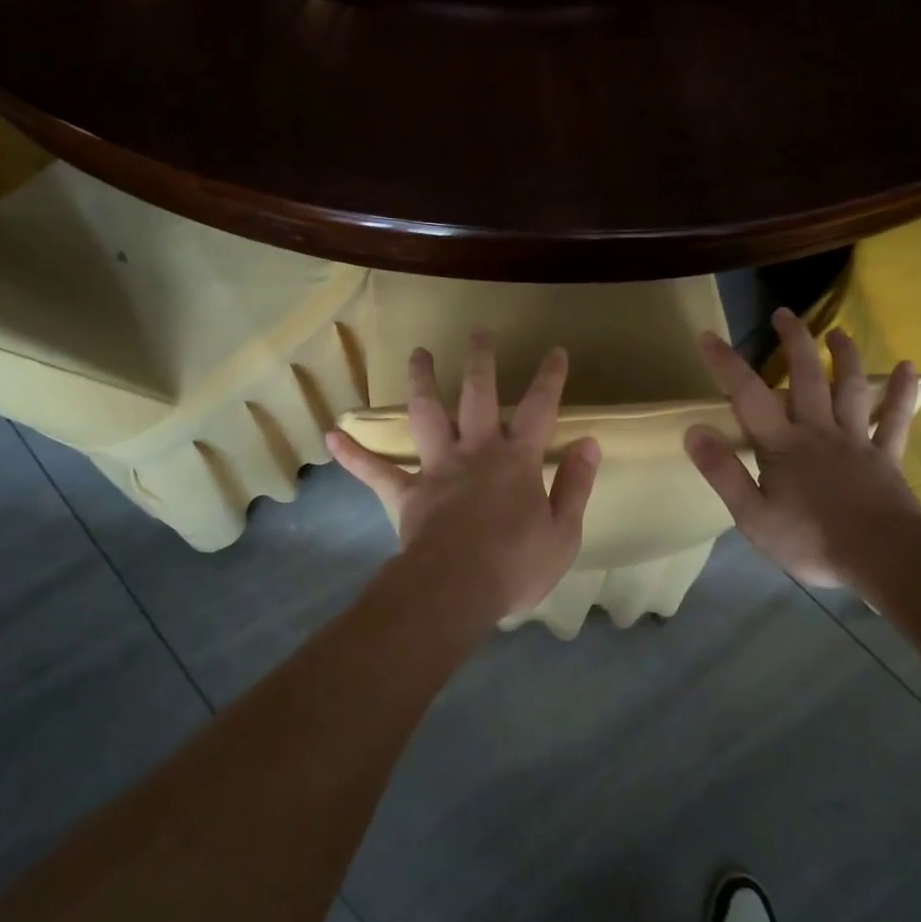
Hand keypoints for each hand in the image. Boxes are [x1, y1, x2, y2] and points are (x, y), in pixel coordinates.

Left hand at [327, 331, 601, 626]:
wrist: (456, 590)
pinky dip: (353, 454)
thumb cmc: (515, 564)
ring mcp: (437, 469)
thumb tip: (589, 443)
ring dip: (421, 381)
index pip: (539, 409)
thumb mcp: (563, 532)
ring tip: (417, 353)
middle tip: (479, 332)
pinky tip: (331, 435)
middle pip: (477, 395)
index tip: (555, 351)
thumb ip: (575, 485)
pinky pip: (375, 471)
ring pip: (427, 414)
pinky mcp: (406, 493)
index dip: (549, 379)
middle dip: (480, 360)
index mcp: (516, 461)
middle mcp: (475, 452)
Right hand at [685, 309, 920, 590]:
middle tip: (783, 314)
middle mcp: (819, 432)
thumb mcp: (752, 516)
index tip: (707, 335)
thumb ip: (723, 472)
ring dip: (844, 357)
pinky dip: (901, 392)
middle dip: (793, 342)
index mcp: (783, 445)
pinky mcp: (886, 457)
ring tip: (837, 332)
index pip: (748, 396)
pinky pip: (896, 420)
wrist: (882, 558)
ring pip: (850, 389)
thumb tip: (693, 431)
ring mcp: (857, 441)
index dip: (726, 364)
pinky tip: (908, 367)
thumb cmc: (811, 541)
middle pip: (806, 377)